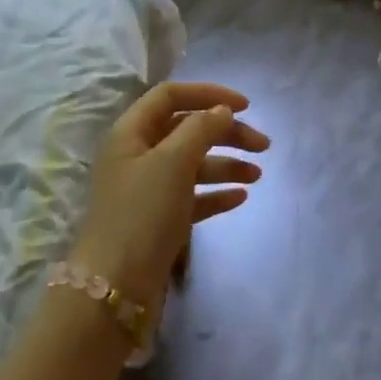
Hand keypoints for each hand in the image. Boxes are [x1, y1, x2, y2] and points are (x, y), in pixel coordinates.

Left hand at [72, 81, 268, 312]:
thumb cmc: (142, 213)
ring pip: (193, 165)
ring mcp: (148, 189)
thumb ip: (200, 129)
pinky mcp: (159, 220)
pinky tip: (241, 198)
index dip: (208, 94)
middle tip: (264, 145)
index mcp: (131, 133)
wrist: (116, 285)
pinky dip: (216, 194)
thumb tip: (221, 110)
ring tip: (258, 175)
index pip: (170, 96)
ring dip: (226, 164)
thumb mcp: (172, 162)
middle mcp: (137, 156)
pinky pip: (192, 197)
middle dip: (226, 133)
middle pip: (187, 130)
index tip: (246, 106)